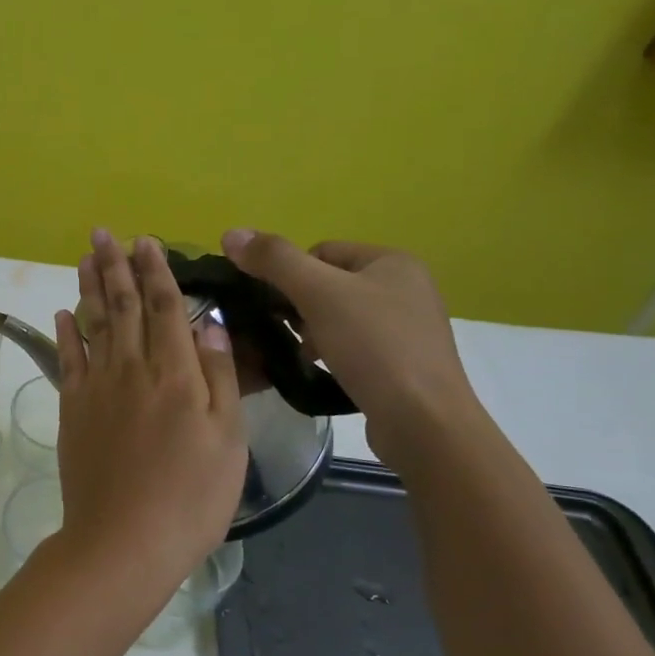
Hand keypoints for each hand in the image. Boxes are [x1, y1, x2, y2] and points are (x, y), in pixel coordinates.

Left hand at [50, 229, 246, 585]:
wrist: (123, 540)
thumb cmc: (190, 497)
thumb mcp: (228, 441)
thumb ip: (218, 377)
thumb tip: (209, 324)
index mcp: (176, 374)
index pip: (165, 308)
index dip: (156, 272)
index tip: (147, 241)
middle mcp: (132, 369)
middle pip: (123, 306)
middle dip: (116, 266)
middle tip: (105, 233)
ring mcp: (97, 387)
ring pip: (94, 323)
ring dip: (90, 287)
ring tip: (86, 257)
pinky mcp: (73, 409)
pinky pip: (67, 360)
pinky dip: (65, 332)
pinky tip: (63, 312)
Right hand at [219, 230, 483, 472]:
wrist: (423, 422)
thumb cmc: (373, 347)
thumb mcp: (318, 293)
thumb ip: (274, 260)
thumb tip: (230, 233)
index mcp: (392, 260)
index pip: (320, 252)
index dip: (289, 275)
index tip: (276, 307)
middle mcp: (406, 287)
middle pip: (328, 284)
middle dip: (300, 307)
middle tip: (288, 333)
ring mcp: (408, 327)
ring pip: (339, 317)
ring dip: (313, 333)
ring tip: (305, 356)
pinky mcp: (404, 362)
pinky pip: (355, 346)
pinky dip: (333, 354)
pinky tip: (324, 371)